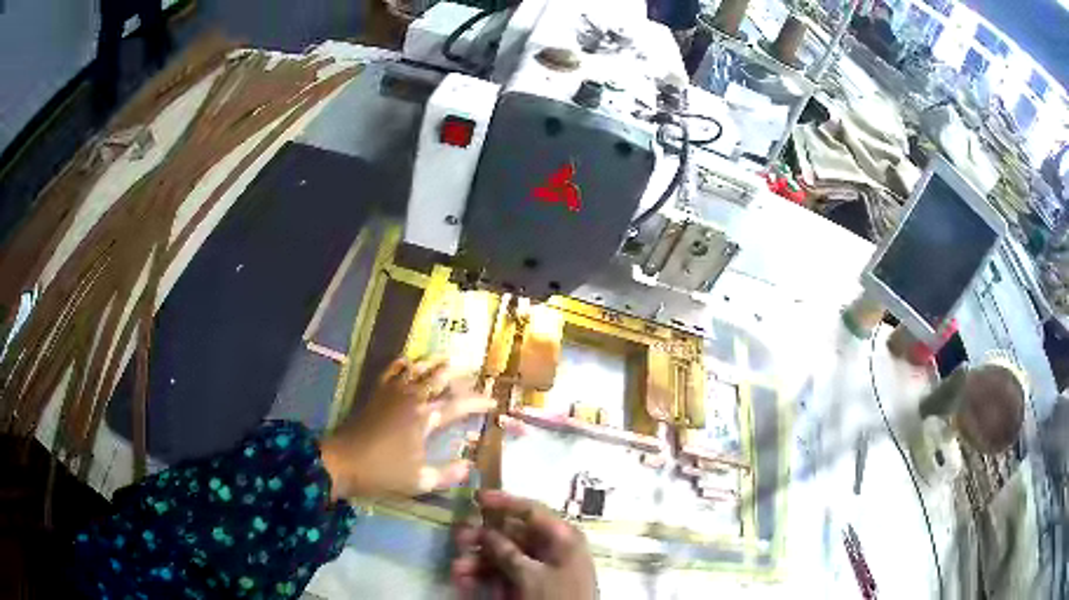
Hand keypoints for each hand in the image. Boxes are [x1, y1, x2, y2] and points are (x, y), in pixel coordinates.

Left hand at [320, 357, 494, 499]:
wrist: (343, 461)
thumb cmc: (383, 473)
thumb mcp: (420, 481)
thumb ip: (448, 474)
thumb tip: (470, 466)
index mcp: (424, 418)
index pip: (457, 405)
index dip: (477, 402)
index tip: (492, 402)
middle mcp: (411, 399)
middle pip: (438, 379)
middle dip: (458, 375)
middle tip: (473, 371)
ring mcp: (392, 393)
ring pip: (417, 370)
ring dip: (433, 364)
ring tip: (446, 358)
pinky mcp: (376, 394)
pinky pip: (391, 371)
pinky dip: (402, 363)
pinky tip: (408, 360)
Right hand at [452, 490, 596, 599]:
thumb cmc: (556, 597)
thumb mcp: (530, 576)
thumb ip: (506, 552)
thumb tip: (485, 531)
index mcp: (562, 537)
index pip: (531, 511)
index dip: (504, 502)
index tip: (476, 497)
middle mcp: (552, 547)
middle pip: (512, 534)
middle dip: (482, 538)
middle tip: (459, 539)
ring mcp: (540, 567)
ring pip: (503, 555)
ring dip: (478, 560)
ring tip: (458, 569)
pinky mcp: (531, 584)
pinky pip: (504, 573)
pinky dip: (484, 576)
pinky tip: (464, 580)